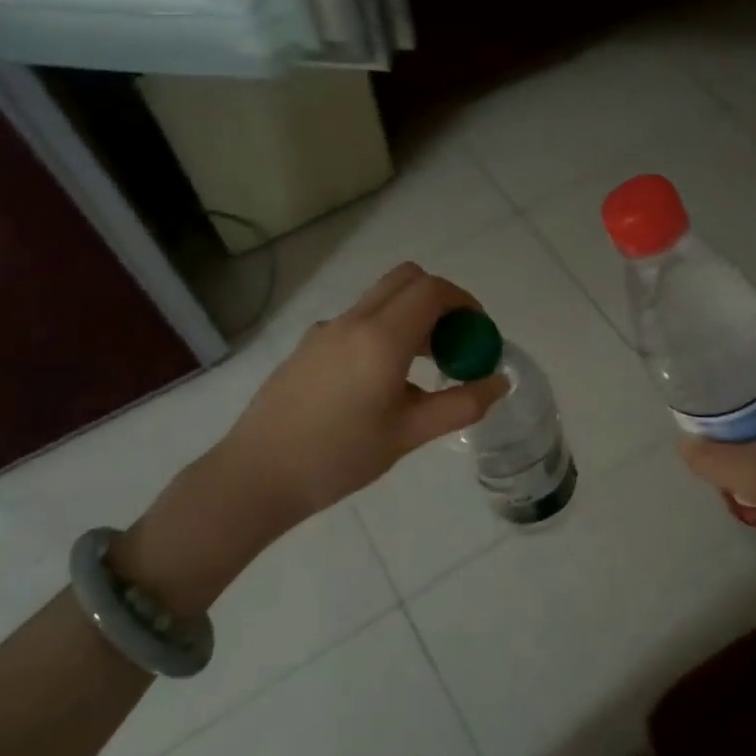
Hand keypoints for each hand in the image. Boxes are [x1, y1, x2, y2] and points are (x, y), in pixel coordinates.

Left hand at [125, 264, 506, 611]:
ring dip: (410, 316)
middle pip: (406, 279)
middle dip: (439, 300)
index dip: (465, 303)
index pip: (433, 290)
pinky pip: (357, 321)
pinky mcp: (307, 346)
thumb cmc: (339, 457)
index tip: (479, 334)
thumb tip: (499, 381)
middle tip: (454, 343)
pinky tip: (379, 384)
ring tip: (423, 370)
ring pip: (380, 300)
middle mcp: (353, 320)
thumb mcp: (408, 435)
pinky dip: (383, 331)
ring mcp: (325, 330)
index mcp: (381, 337)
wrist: (256, 475)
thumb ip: (460, 405)